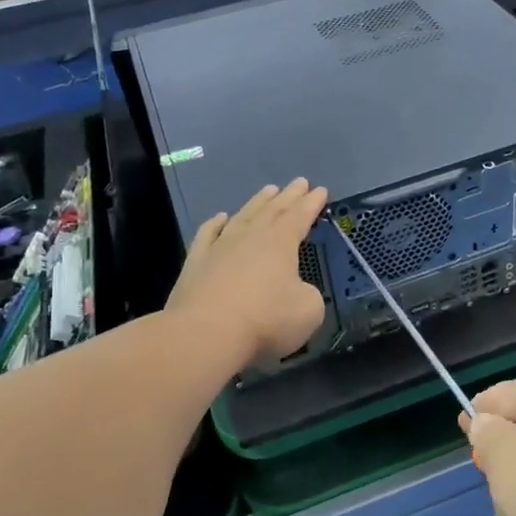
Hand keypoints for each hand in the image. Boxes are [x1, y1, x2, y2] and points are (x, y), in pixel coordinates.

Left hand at [167, 179, 329, 367]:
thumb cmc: (264, 320)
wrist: (204, 333)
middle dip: (289, 196)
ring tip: (268, 190)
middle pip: (273, 210)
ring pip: (242, 217)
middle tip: (299, 182)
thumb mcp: (308, 311)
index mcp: (280, 243)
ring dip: (257, 203)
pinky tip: (220, 218)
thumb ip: (308, 295)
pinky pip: (207, 235)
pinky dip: (215, 224)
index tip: (320, 190)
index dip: (312, 203)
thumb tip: (297, 291)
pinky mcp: (195, 263)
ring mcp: (220, 247)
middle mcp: (250, 237)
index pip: (300, 216)